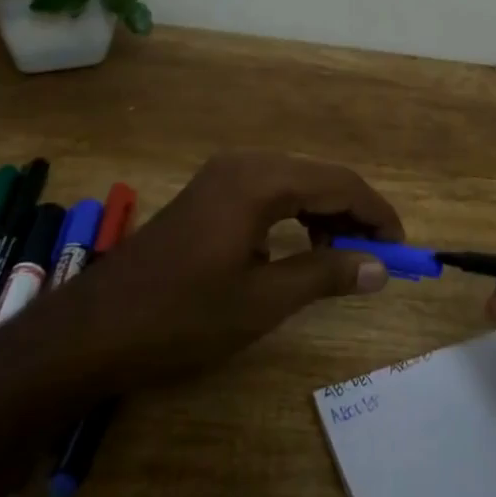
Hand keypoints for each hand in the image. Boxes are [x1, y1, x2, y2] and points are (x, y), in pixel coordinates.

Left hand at [42, 151, 403, 392]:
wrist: (92, 332)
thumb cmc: (181, 317)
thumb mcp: (263, 301)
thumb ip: (327, 275)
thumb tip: (381, 268)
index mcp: (260, 180)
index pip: (341, 184)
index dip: (378, 215)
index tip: (404, 251)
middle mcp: (245, 164)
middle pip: (320, 178)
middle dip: (355, 216)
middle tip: (378, 260)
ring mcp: (223, 177)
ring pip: (297, 186)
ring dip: (327, 218)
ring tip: (344, 261)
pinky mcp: (210, 195)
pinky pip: (271, 195)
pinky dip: (297, 219)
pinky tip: (302, 251)